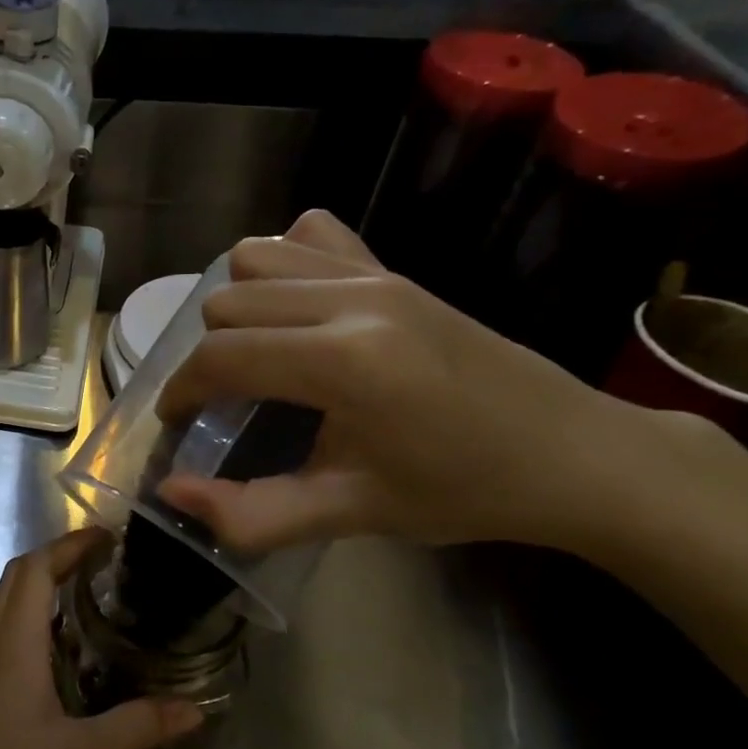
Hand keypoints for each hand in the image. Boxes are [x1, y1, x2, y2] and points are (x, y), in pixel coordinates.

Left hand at [0, 529, 203, 748]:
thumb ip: (138, 726)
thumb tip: (195, 708)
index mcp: (15, 644)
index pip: (36, 570)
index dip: (69, 545)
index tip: (107, 537)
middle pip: (15, 578)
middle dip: (55, 558)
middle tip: (99, 563)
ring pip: (2, 604)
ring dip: (36, 585)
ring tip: (80, 595)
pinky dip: (26, 618)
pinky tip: (53, 650)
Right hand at [155, 210, 670, 554]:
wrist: (574, 453)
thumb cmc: (461, 491)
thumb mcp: (352, 513)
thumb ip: (253, 513)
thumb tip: (172, 492)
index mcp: (343, 362)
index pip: (220, 357)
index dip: (181, 392)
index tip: (179, 423)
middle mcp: (351, 300)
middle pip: (226, 303)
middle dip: (206, 356)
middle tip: (223, 402)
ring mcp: (375, 274)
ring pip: (255, 259)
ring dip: (237, 306)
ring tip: (255, 353)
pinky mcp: (394, 268)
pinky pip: (309, 235)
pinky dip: (282, 264)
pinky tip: (297, 309)